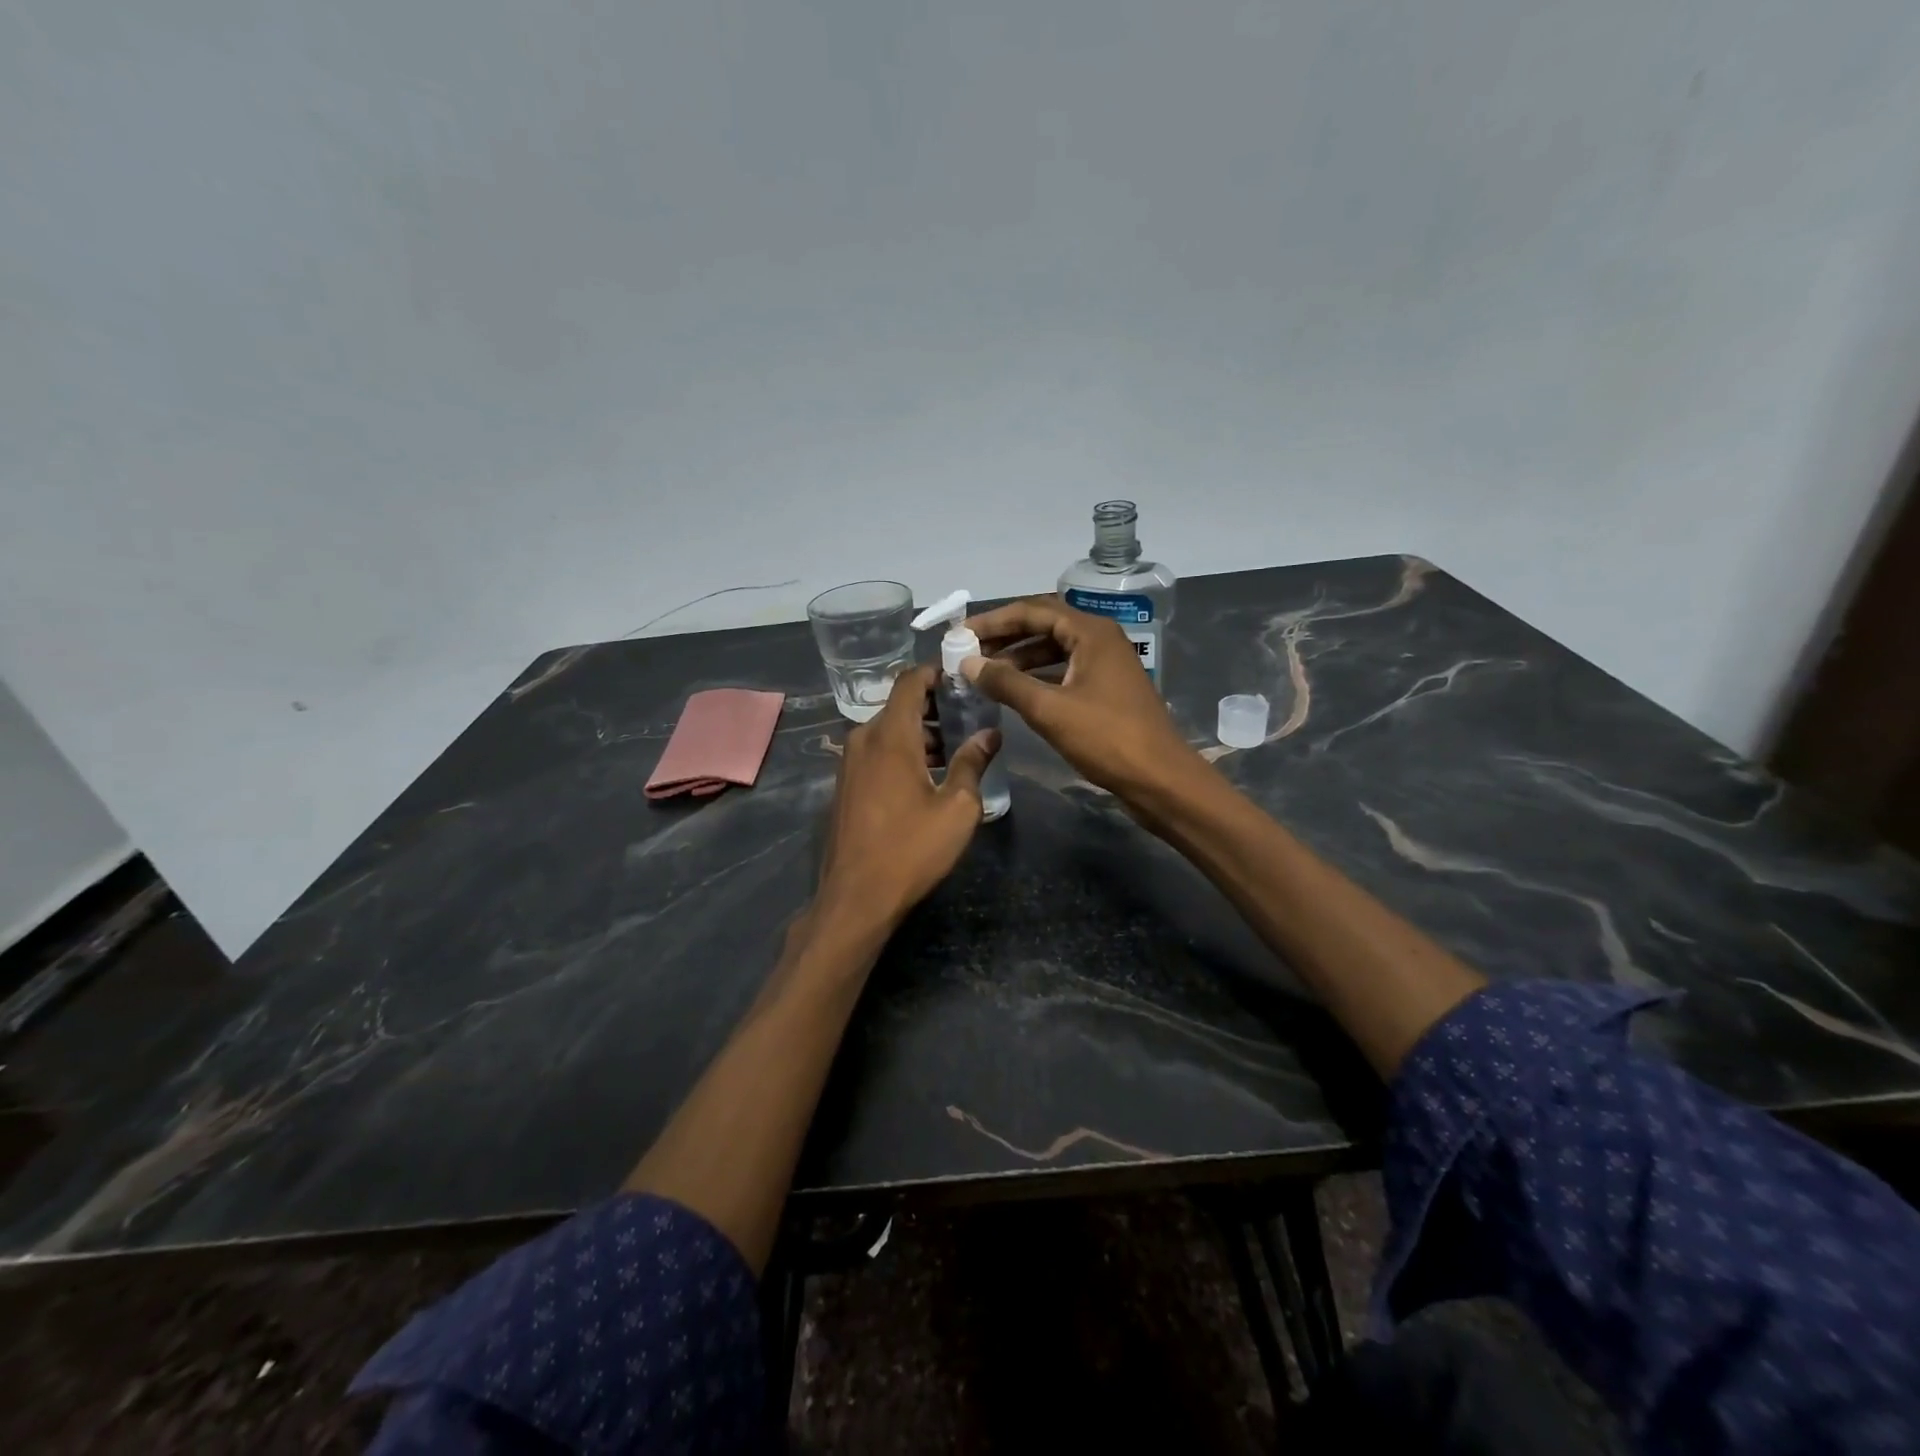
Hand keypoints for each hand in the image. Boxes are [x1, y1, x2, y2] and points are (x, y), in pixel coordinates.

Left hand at [816, 664, 999, 924]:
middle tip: (969, 716)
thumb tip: (990, 733)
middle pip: (899, 705)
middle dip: (934, 706)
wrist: (856, 897)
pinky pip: (876, 753)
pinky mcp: (845, 786)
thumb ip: (973, 763)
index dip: (936, 672)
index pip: (910, 681)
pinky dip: (901, 752)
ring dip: (919, 733)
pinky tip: (926, 776)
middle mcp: (863, 740)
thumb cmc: (911, 849)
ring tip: (954, 749)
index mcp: (890, 736)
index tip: (964, 677)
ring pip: (887, 731)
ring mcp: (849, 764)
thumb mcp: (957, 808)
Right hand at [962, 596, 1201, 807]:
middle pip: (1043, 625)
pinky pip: (1064, 670)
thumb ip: (1006, 683)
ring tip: (984, 673)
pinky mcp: (1106, 689)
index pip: (1032, 611)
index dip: (993, 621)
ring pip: (1053, 649)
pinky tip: (1014, 691)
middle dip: (1004, 637)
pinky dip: (1037, 676)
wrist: (1160, 779)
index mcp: (1091, 632)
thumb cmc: (1106, 738)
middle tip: (968, 651)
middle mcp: (1099, 639)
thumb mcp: (1049, 709)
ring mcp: (1105, 664)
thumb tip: (968, 663)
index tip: (960, 634)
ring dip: (1019, 658)